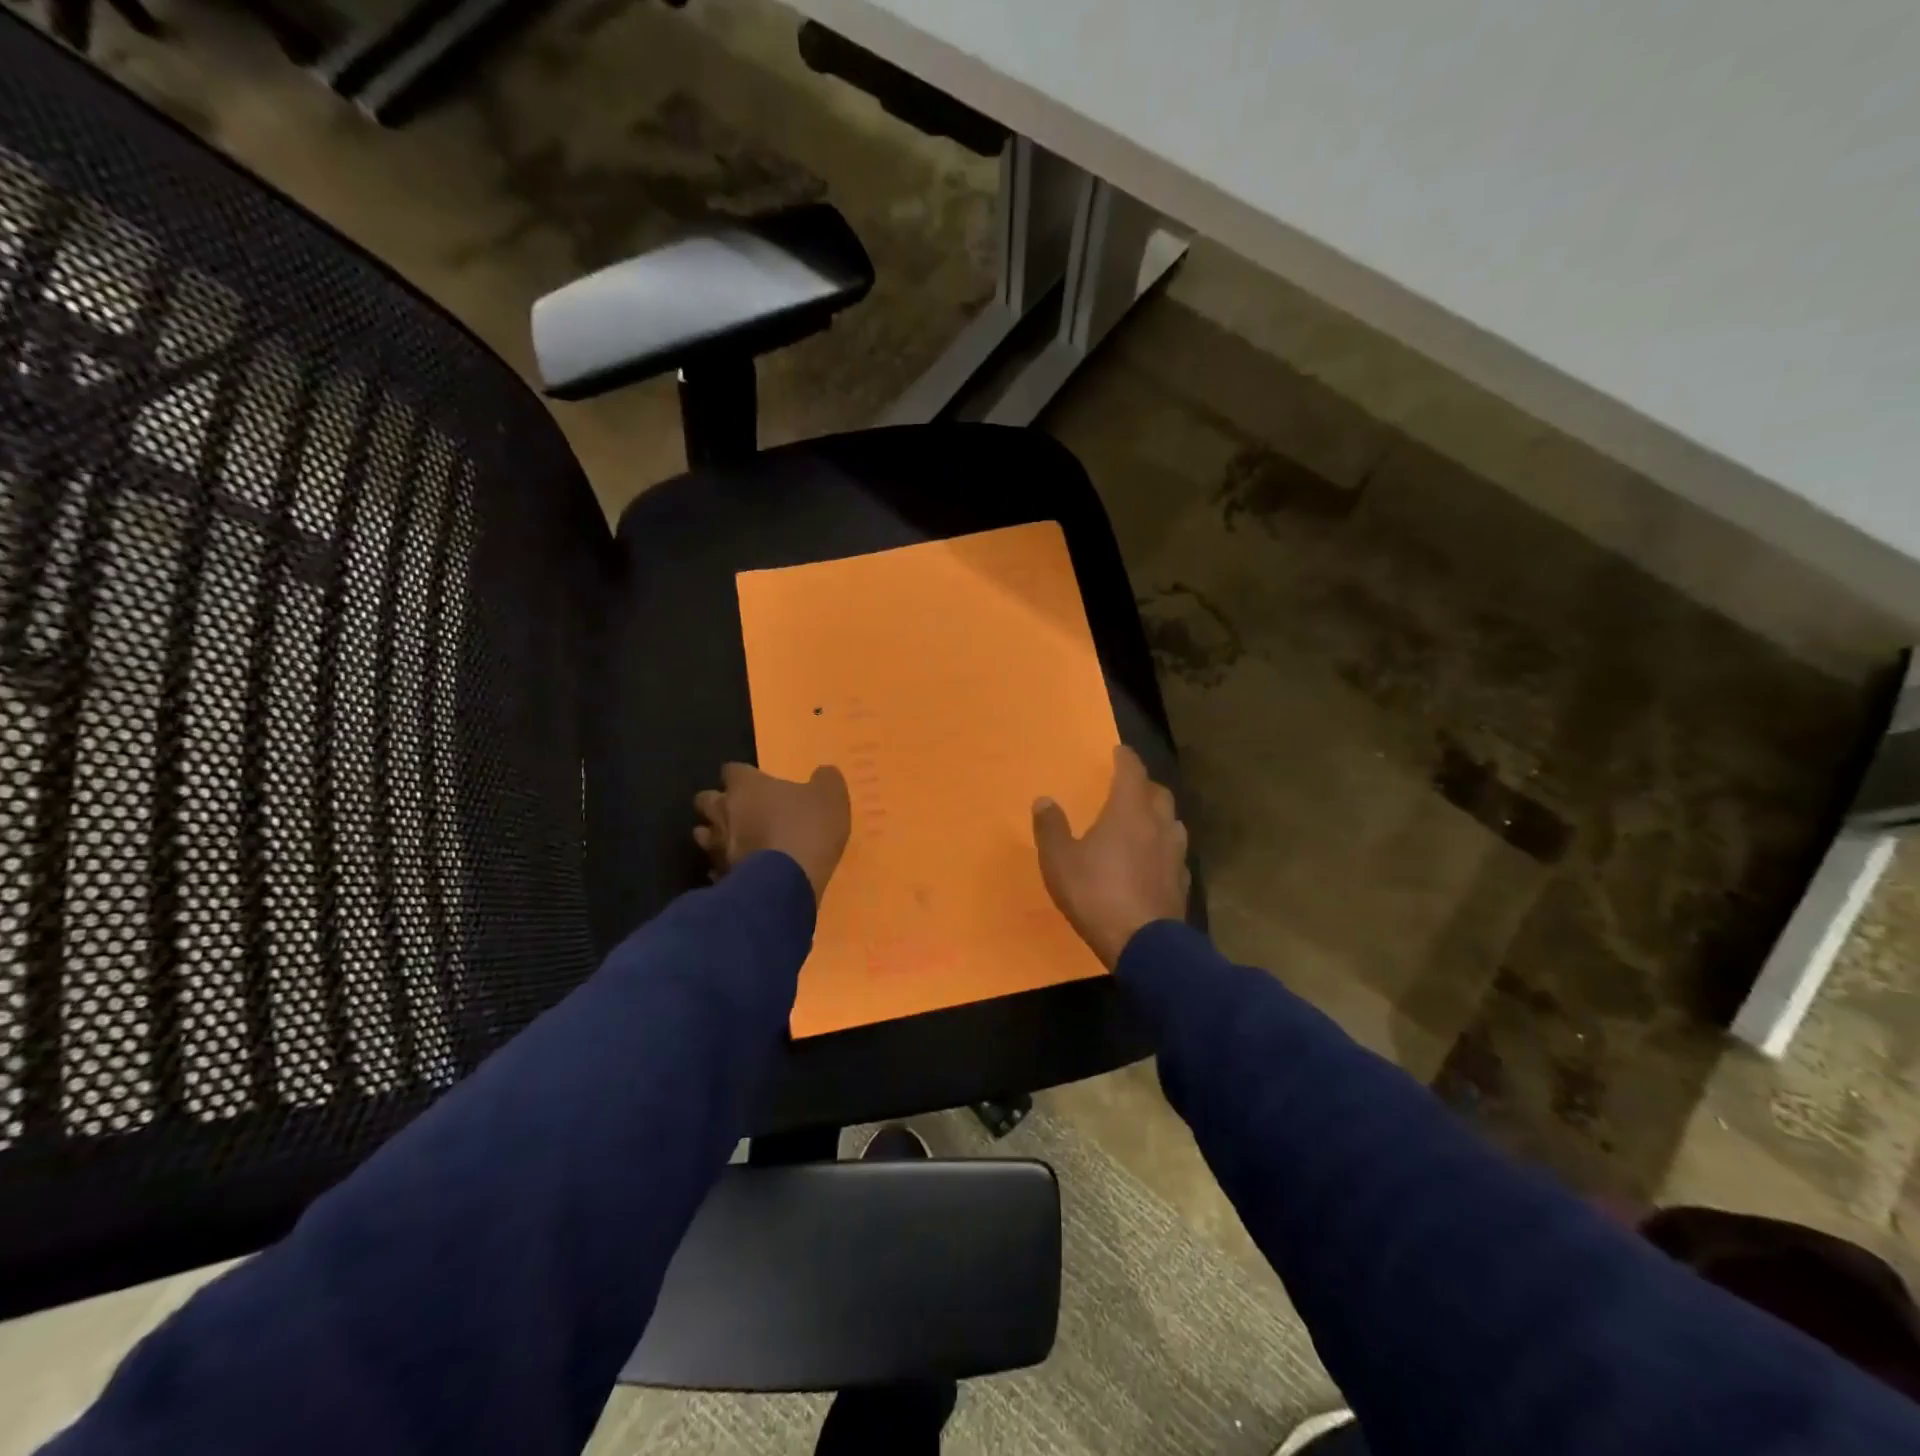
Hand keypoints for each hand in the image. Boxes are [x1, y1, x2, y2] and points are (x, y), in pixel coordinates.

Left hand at [694, 763, 850, 903]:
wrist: (787, 883)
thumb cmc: (807, 829)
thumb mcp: (831, 796)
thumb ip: (825, 779)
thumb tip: (822, 773)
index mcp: (746, 787)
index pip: (732, 770)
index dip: (743, 776)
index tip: (756, 782)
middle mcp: (723, 812)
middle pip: (705, 800)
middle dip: (718, 803)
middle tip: (740, 809)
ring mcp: (717, 847)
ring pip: (703, 834)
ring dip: (715, 835)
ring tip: (735, 841)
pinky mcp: (719, 877)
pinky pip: (714, 867)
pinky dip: (723, 867)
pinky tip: (740, 872)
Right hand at [1033, 744, 1189, 968]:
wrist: (1143, 944)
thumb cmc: (1096, 894)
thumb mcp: (1060, 861)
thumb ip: (1051, 828)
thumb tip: (1044, 800)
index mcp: (1129, 811)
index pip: (1132, 771)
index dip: (1125, 758)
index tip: (1118, 751)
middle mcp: (1158, 824)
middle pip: (1158, 793)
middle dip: (1144, 785)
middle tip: (1128, 787)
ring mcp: (1175, 853)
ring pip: (1172, 821)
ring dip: (1159, 815)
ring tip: (1143, 821)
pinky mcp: (1183, 880)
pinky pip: (1175, 853)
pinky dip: (1164, 847)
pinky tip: (1154, 859)